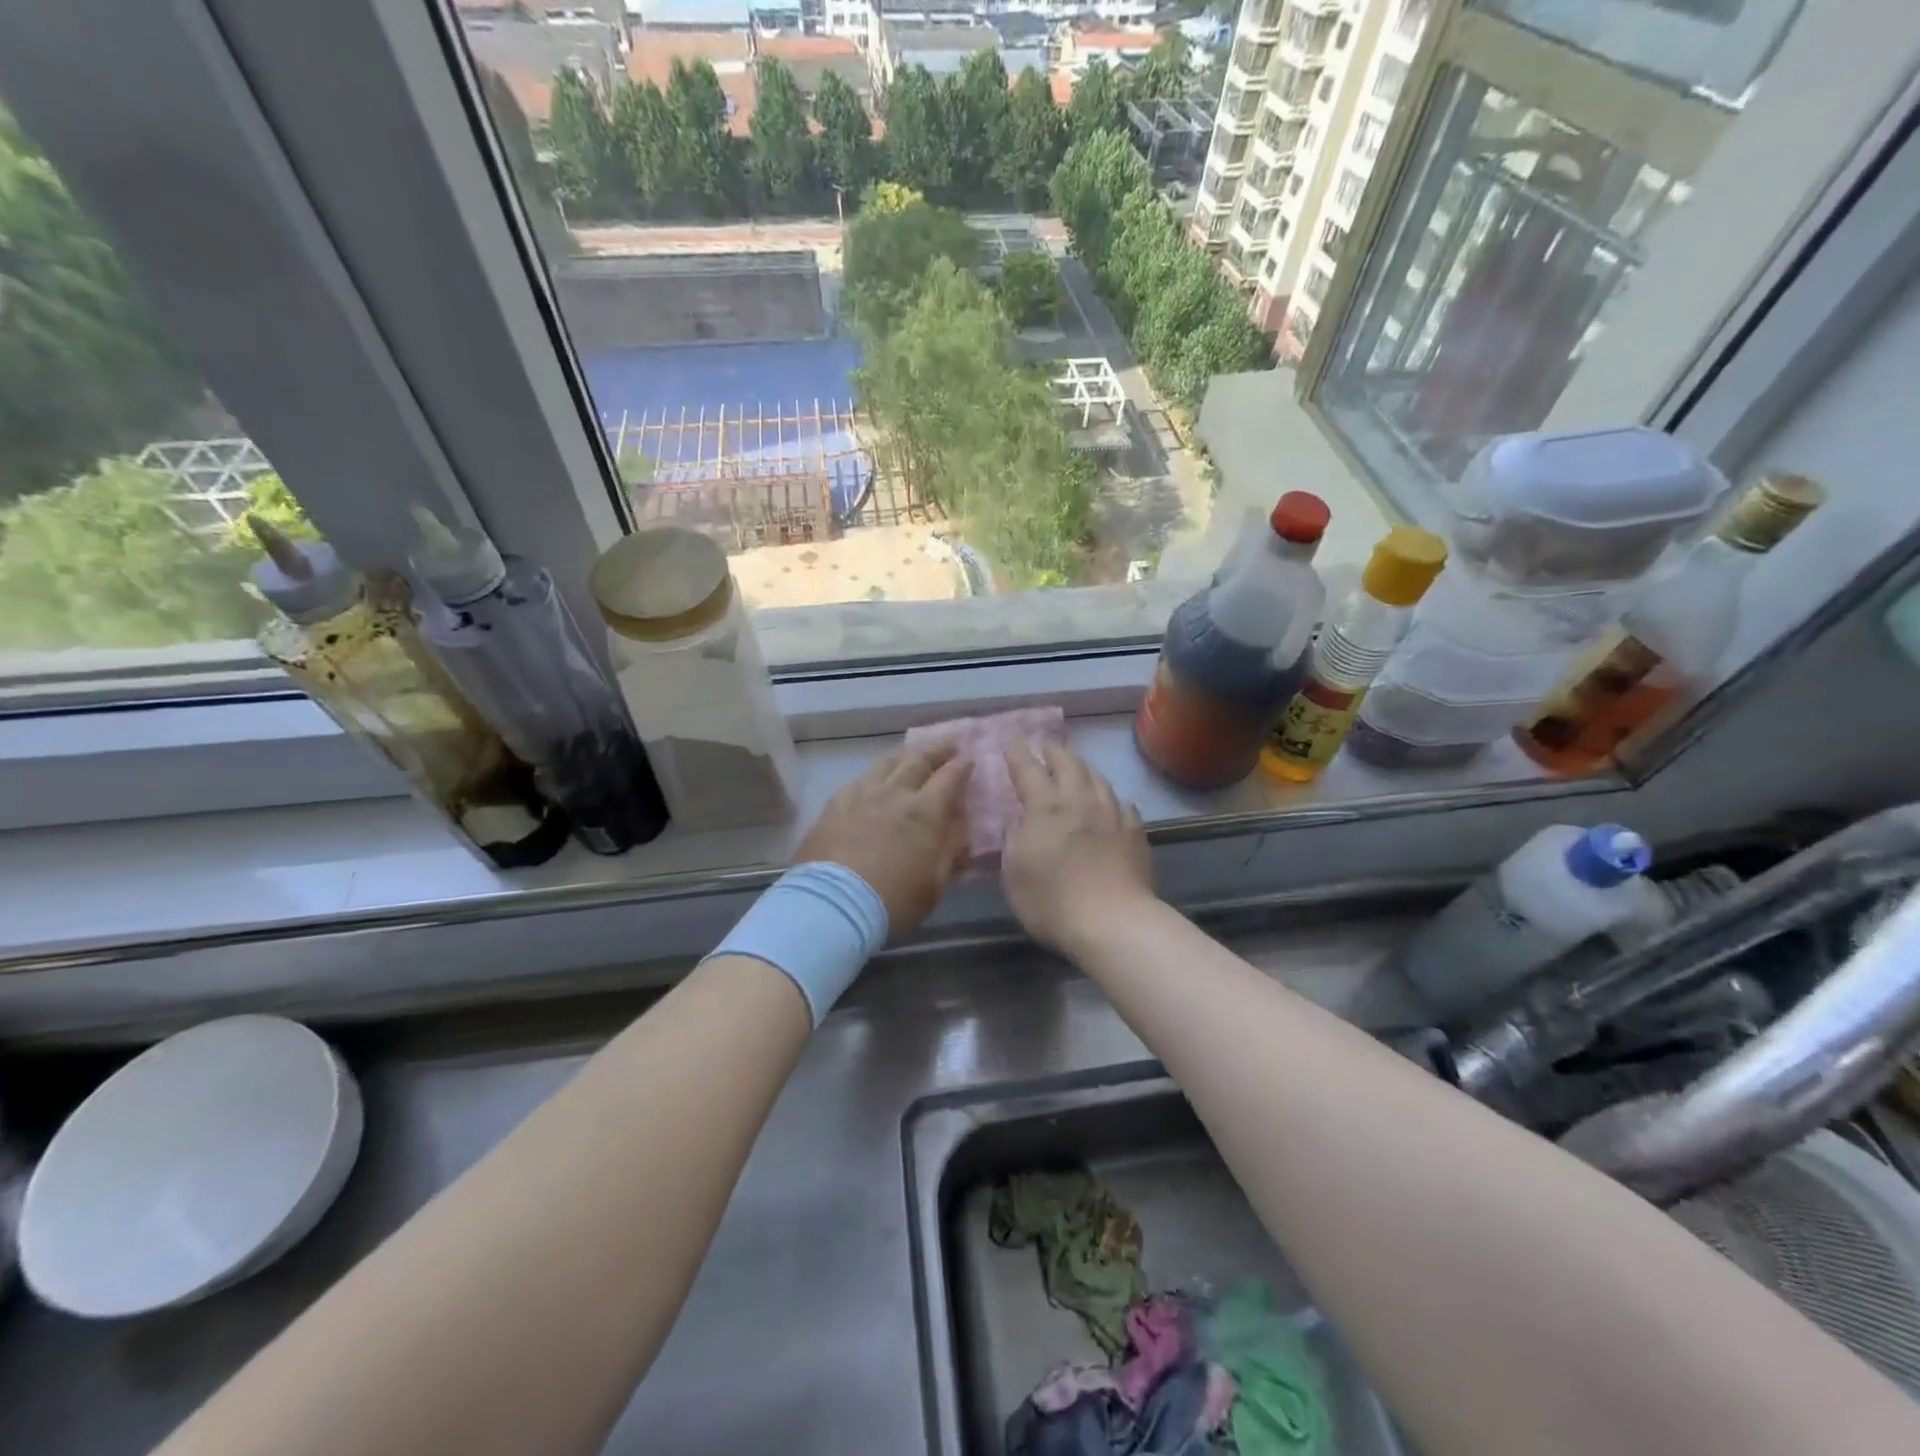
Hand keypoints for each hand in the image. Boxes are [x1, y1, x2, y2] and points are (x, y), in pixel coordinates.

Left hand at [794, 743, 971, 935]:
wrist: (833, 905)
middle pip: (918, 761)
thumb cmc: (893, 900)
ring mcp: (861, 796)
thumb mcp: (934, 885)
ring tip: (910, 754)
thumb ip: (949, 853)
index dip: (962, 765)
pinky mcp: (834, 806)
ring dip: (903, 756)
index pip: (950, 777)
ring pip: (885, 764)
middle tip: (948, 743)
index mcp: (925, 812)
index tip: (971, 757)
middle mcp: (895, 795)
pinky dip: (871, 777)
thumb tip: (960, 832)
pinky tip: (870, 781)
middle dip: (937, 750)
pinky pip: (857, 781)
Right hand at [1002, 742, 1153, 952]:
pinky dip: (1110, 798)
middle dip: (1054, 752)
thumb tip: (1020, 821)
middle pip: (1068, 764)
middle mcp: (1080, 800)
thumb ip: (1014, 839)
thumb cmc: (1052, 901)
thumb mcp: (1014, 873)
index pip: (1028, 769)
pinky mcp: (1135, 831)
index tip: (1012, 740)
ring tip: (1076, 768)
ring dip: (1082, 768)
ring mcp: (1112, 814)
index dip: (1018, 753)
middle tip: (1046, 747)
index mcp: (1046, 807)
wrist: (1113, 922)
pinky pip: (1122, 803)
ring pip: (1097, 778)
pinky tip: (1110, 804)